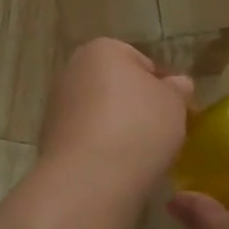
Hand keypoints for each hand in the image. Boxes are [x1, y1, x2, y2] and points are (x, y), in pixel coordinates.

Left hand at [38, 39, 193, 196]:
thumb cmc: (138, 127)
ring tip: (141, 154)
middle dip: (137, 106)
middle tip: (161, 132)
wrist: (90, 179)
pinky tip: (117, 167)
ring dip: (119, 128)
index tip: (175, 111)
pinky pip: (88, 138)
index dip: (163, 87)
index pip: (142, 62)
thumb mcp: (175, 103)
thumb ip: (178, 89)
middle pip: (117, 87)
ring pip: (101, 114)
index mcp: (102, 50)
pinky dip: (102, 149)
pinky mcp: (50, 140)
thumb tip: (177, 84)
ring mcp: (57, 106)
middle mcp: (73, 70)